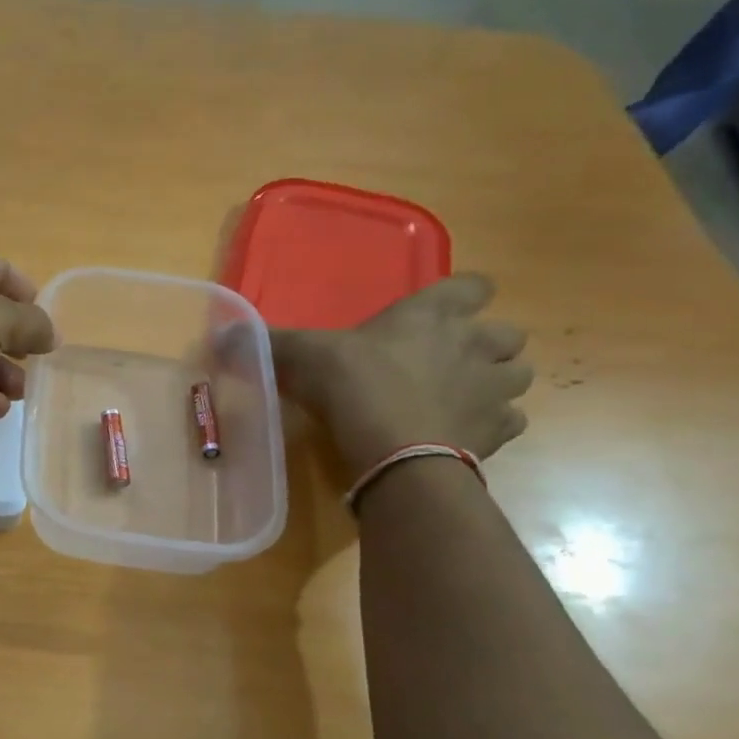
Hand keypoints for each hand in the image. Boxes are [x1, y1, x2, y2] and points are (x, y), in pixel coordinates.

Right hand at [274, 273, 531, 481]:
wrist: (395, 452)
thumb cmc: (354, 387)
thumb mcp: (304, 357)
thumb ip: (271, 342)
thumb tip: (222, 332)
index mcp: (433, 315)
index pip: (474, 285)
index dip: (462, 296)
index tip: (438, 312)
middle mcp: (475, 344)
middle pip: (507, 333)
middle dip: (484, 345)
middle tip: (448, 361)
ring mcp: (493, 389)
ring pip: (517, 376)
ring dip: (495, 382)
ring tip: (461, 397)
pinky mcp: (498, 432)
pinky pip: (511, 421)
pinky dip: (492, 424)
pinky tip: (462, 432)